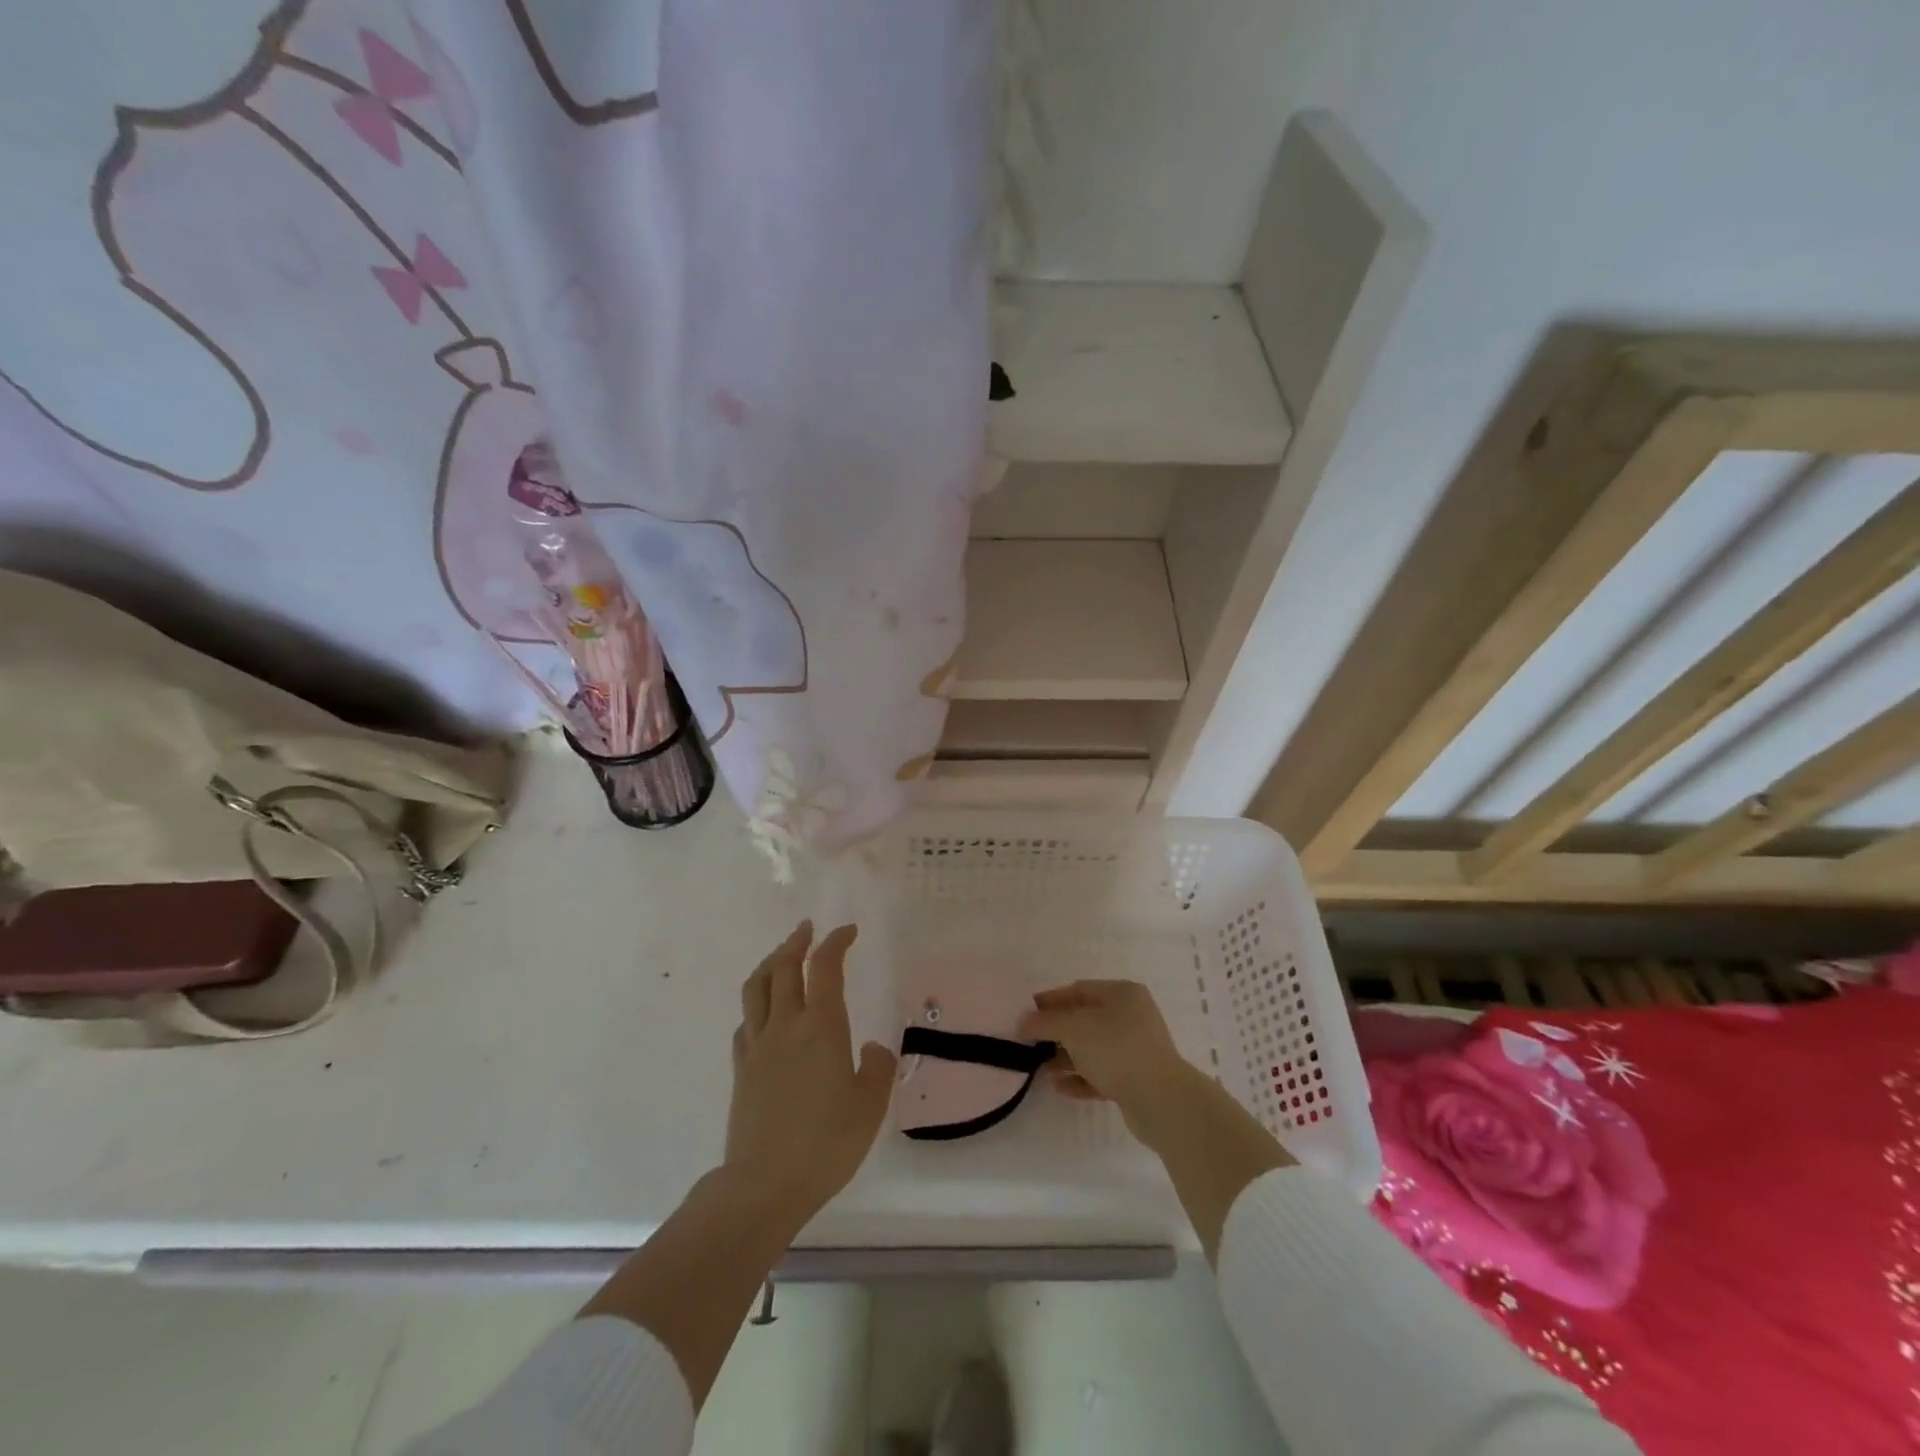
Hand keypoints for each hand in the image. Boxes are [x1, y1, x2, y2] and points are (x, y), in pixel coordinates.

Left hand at [725, 922, 896, 1229]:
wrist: (765, 1184)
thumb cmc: (826, 1143)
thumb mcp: (870, 1106)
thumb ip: (877, 1068)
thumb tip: (870, 1048)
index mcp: (821, 1027)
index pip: (825, 967)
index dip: (836, 942)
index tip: (848, 931)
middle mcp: (785, 1025)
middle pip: (783, 967)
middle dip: (797, 942)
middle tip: (809, 930)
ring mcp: (758, 1045)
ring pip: (756, 987)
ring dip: (770, 962)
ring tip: (782, 955)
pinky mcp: (741, 1068)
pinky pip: (746, 1020)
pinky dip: (757, 1003)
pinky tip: (765, 1011)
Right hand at [1020, 979, 1206, 1147]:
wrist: (1161, 1101)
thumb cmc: (1116, 1049)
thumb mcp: (1074, 1028)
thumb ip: (1046, 1022)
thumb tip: (1023, 1021)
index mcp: (1122, 994)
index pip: (1079, 990)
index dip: (1051, 1000)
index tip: (1026, 1013)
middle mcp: (1132, 1017)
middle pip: (1085, 1020)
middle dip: (1056, 1032)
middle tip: (1029, 1043)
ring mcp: (1135, 1050)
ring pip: (1092, 1049)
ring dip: (1065, 1058)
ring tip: (1039, 1069)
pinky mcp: (1135, 1080)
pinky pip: (1101, 1074)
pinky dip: (1080, 1078)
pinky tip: (1058, 1086)